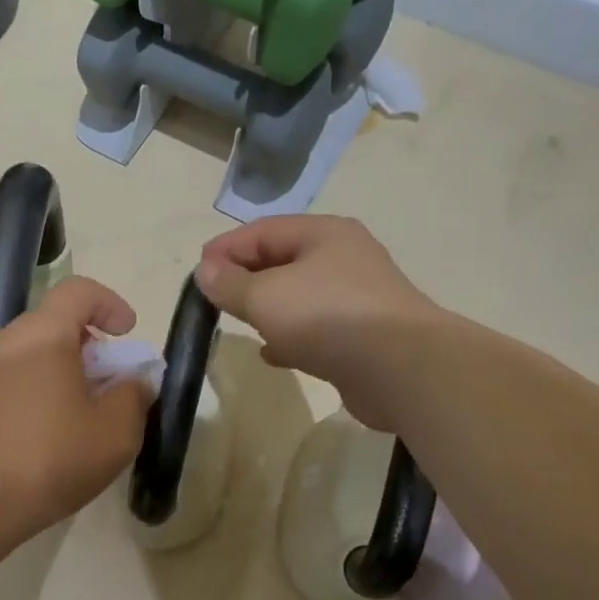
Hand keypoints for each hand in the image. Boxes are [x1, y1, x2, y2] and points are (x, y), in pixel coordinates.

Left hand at [0, 276, 152, 546]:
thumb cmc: (49, 457)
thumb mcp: (115, 432)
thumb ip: (135, 396)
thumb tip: (136, 380)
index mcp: (43, 334)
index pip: (79, 291)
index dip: (110, 304)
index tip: (128, 334)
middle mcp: (6, 342)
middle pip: (55, 325)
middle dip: (91, 348)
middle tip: (111, 385)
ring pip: (33, 357)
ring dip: (65, 375)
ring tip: (85, 417)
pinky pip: (14, 383)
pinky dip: (40, 395)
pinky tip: (52, 438)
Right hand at [197, 215, 436, 431]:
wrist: (401, 368)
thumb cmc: (327, 317)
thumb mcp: (265, 296)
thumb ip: (230, 284)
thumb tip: (205, 271)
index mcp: (324, 234)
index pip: (262, 230)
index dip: (226, 248)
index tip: (197, 274)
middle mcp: (344, 258)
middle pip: (282, 261)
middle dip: (245, 278)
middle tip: (214, 299)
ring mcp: (357, 298)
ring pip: (298, 296)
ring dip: (267, 308)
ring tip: (240, 324)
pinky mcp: (362, 335)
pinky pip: (315, 328)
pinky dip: (290, 336)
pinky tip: (272, 354)